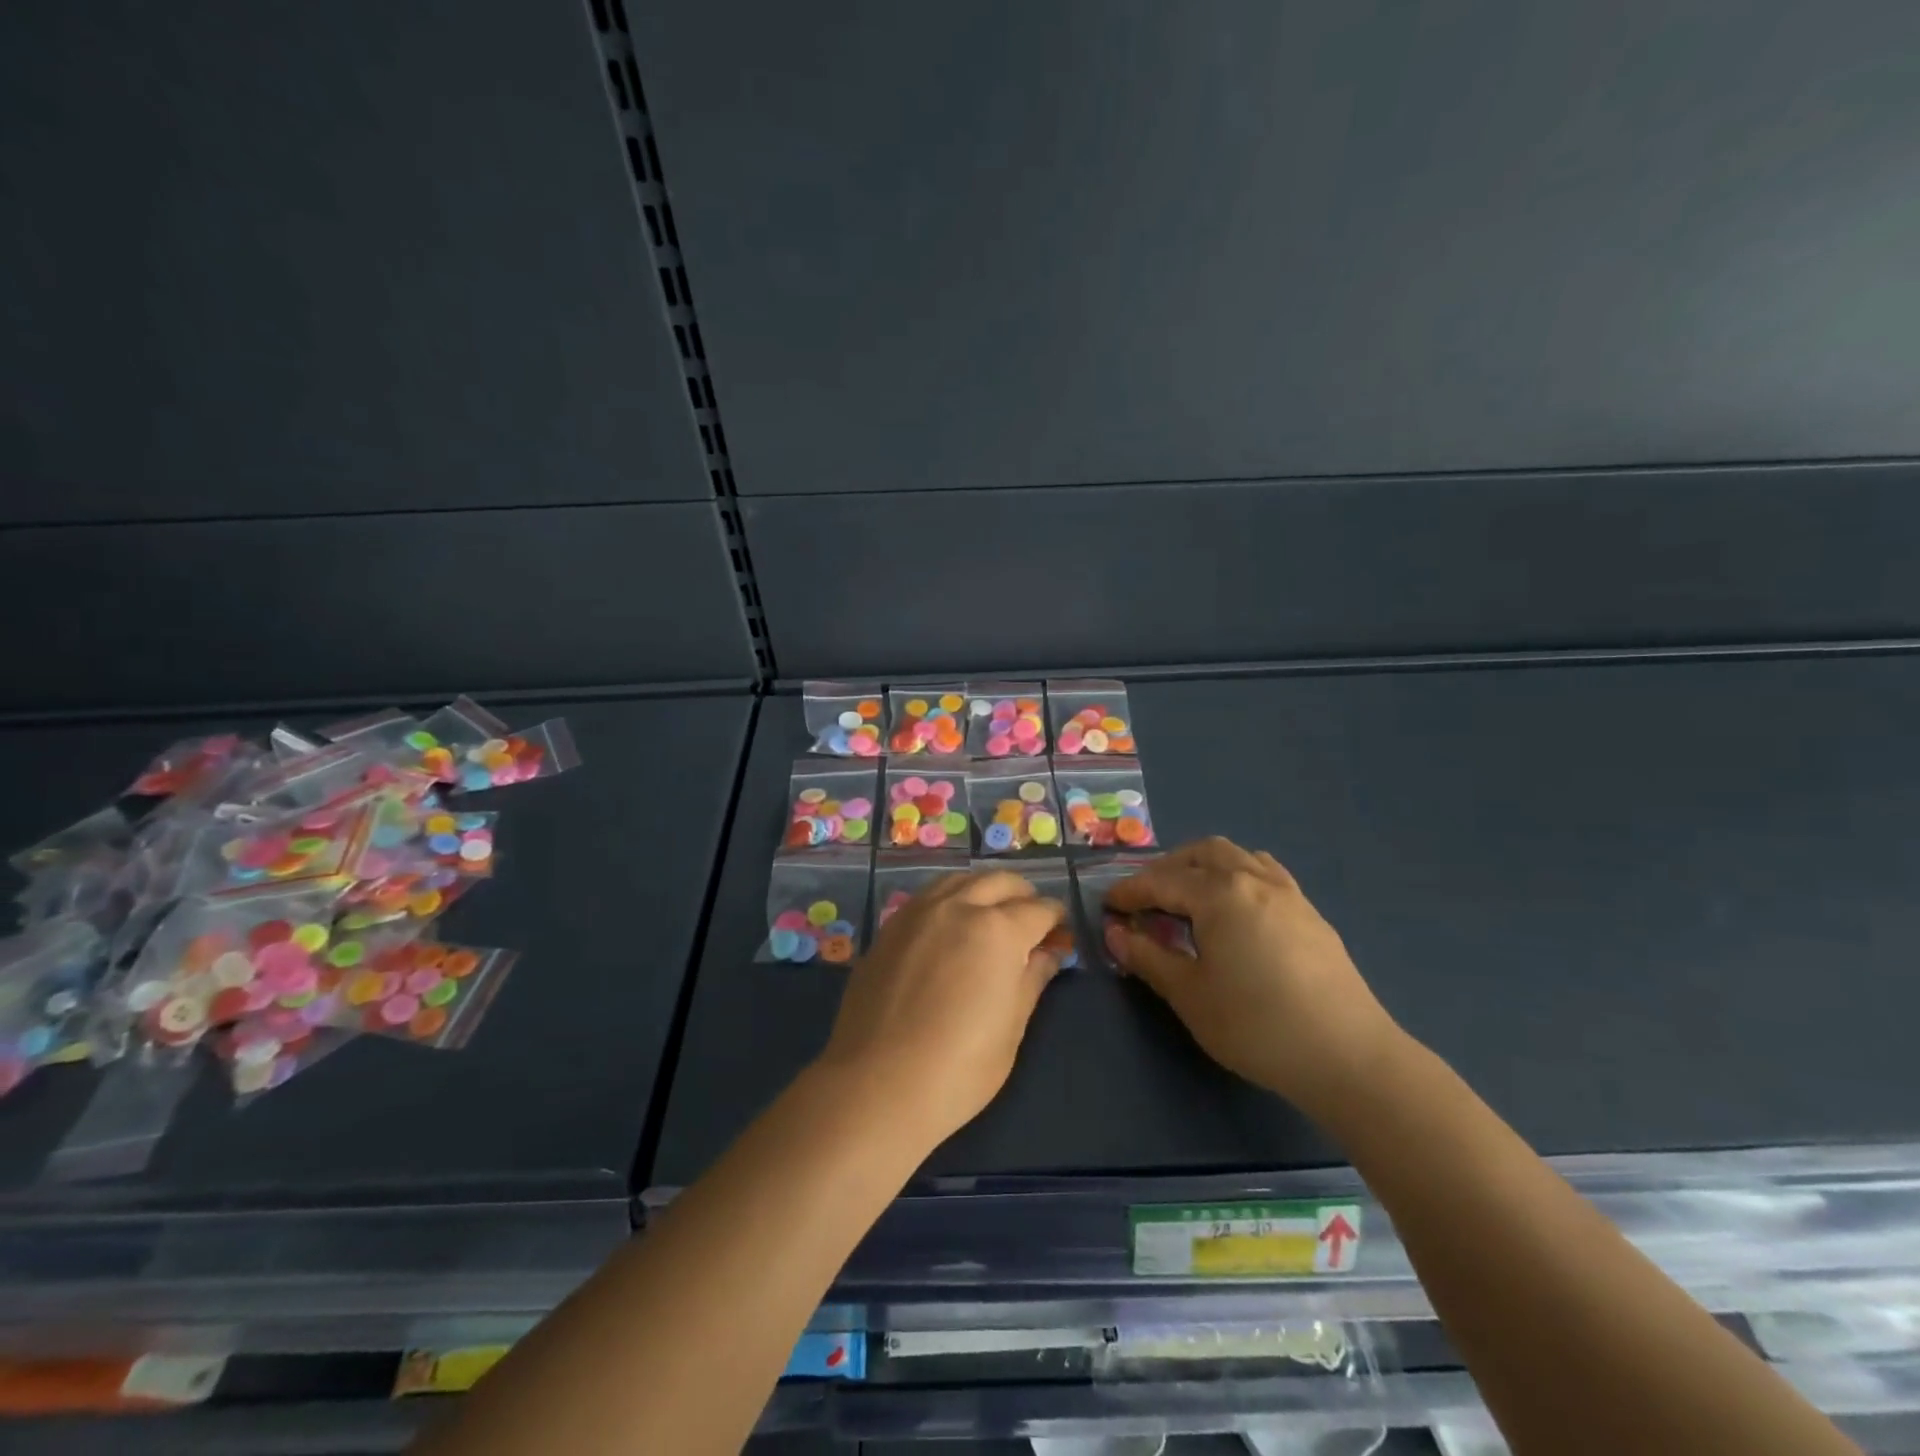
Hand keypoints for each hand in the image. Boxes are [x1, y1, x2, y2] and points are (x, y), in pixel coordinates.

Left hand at [815, 870, 1066, 1148]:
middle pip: (1000, 882)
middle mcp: (959, 906)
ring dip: (985, 889)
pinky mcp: (890, 926)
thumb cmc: (959, 1067)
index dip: (1056, 920)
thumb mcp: (1011, 1027)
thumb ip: (1032, 979)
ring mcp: (919, 912)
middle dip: (1024, 895)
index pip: (1039, 910)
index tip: (1062, 933)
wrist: (876, 1084)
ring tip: (992, 915)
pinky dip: (951, 899)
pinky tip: (951, 925)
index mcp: (998, 930)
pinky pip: (929, 896)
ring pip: (961, 880)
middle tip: (1032, 920)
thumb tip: (1049, 953)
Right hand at [1104, 837, 1401, 1113]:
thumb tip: (1115, 934)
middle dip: (1167, 868)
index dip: (1130, 892)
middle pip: (1202, 854)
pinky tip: (1236, 907)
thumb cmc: (1256, 1025)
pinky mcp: (1310, 913)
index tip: (1108, 905)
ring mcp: (1287, 893)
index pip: (1162, 882)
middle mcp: (1253, 879)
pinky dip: (1237, 875)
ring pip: (1237, 856)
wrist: (1347, 1056)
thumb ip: (1149, 958)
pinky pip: (1265, 873)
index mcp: (1219, 894)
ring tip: (1188, 895)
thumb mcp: (1190, 995)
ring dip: (1204, 866)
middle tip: (1146, 898)